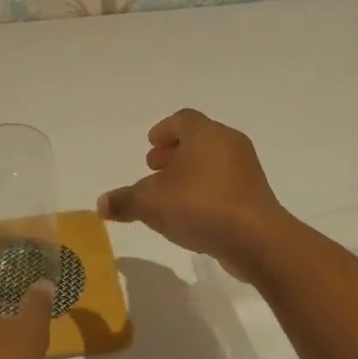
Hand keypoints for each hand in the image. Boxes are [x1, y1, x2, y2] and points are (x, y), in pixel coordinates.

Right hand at [98, 109, 294, 278]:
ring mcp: (246, 169)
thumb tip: (101, 203)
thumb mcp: (151, 203)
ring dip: (190, 173)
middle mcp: (229, 143)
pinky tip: (192, 213)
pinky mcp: (255, 194)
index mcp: (205, 134)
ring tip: (170, 195)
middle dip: (174, 152)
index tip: (150, 145)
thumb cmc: (200, 206)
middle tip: (154, 169)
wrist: (256, 238)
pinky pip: (225, 183)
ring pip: (213, 161)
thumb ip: (124, 200)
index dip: (163, 130)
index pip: (182, 119)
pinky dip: (206, 189)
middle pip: (199, 139)